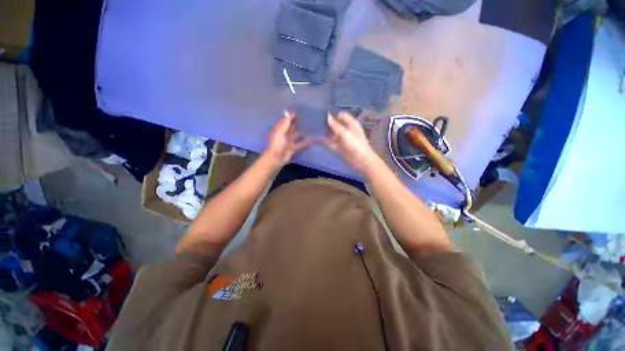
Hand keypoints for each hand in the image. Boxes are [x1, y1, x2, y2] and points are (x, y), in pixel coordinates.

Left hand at [263, 111, 308, 168]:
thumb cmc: (277, 144)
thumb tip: (288, 111)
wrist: (276, 158)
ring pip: (297, 136)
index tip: (299, 112)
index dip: (291, 117)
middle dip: (298, 124)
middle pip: (292, 128)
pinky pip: (300, 144)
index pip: (286, 121)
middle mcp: (285, 135)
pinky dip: (305, 143)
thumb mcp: (281, 132)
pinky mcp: (293, 148)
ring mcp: (289, 142)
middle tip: (307, 118)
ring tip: (311, 128)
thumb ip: (286, 123)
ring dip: (302, 133)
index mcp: (280, 129)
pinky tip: (312, 140)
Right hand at [324, 111, 378, 171]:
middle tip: (319, 124)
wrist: (361, 159)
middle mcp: (348, 130)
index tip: (324, 117)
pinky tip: (321, 141)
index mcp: (352, 124)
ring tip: (318, 132)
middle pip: (337, 125)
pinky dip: (328, 142)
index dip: (334, 116)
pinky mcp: (342, 147)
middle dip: (329, 125)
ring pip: (334, 135)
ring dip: (328, 134)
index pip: (342, 116)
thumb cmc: (355, 143)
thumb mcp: (344, 133)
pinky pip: (334, 143)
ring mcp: (345, 139)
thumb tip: (328, 115)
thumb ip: (335, 125)